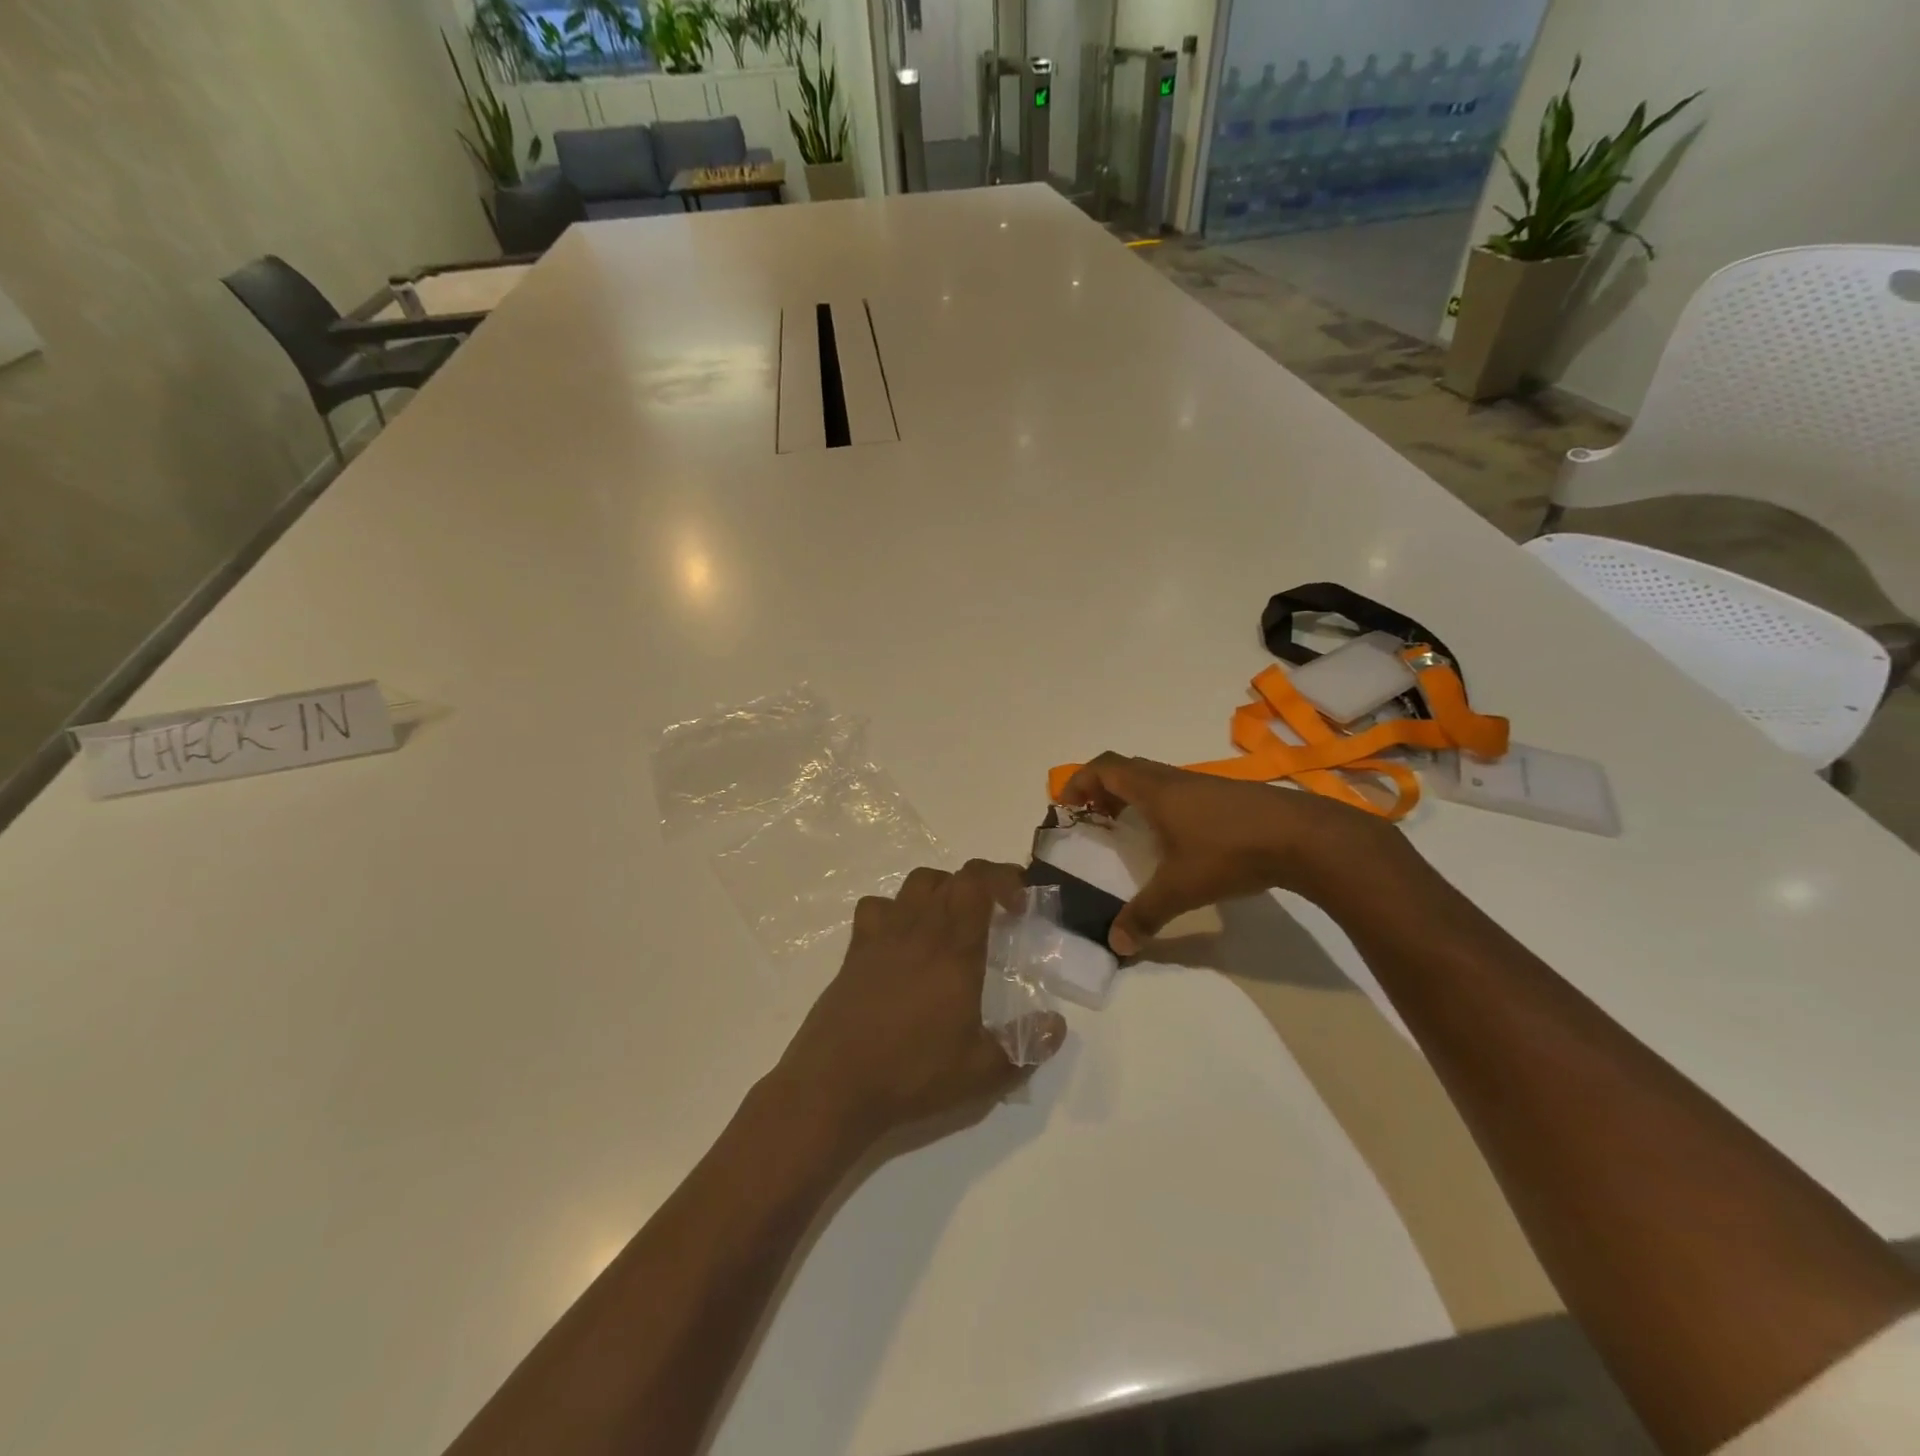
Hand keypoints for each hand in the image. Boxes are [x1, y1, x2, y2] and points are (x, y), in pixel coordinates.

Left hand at [777, 860, 1067, 1149]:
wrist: (835, 1086)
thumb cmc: (912, 1074)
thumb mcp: (982, 1073)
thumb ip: (1026, 1045)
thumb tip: (1057, 1025)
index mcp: (954, 949)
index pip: (976, 883)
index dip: (1002, 878)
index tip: (1020, 900)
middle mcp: (919, 930)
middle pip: (949, 878)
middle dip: (979, 884)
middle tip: (996, 912)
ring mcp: (882, 936)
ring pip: (914, 885)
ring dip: (940, 890)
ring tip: (952, 920)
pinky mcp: (855, 952)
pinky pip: (876, 908)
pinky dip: (894, 909)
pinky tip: (902, 938)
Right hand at [1058, 752, 1402, 954]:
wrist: (1304, 837)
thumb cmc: (1230, 852)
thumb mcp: (1181, 889)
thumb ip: (1144, 915)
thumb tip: (1115, 945)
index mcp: (1154, 790)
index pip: (1105, 768)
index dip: (1080, 780)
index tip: (1066, 805)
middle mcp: (1175, 780)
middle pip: (1127, 768)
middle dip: (1103, 789)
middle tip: (1095, 818)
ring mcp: (1204, 784)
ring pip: (1156, 778)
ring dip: (1134, 796)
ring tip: (1131, 829)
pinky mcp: (1229, 795)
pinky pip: (1180, 790)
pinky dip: (1162, 804)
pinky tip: (1176, 838)